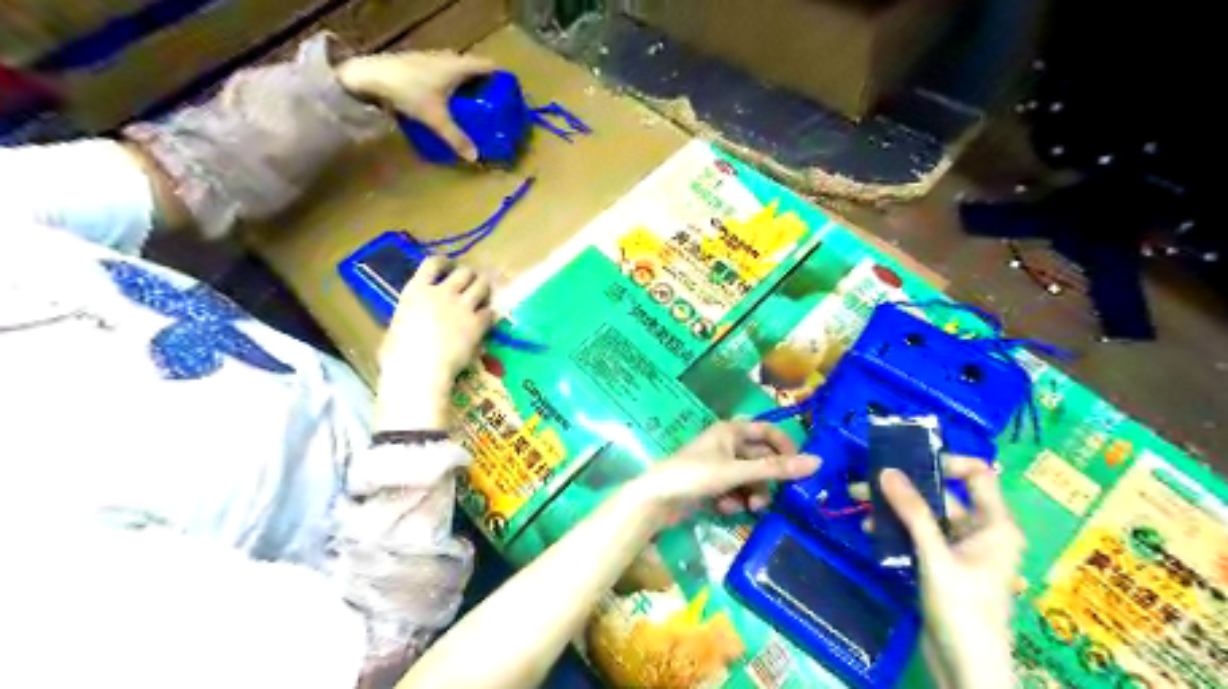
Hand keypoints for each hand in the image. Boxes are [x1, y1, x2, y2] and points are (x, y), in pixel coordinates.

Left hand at [337, 51, 495, 161]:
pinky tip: (447, 102)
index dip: (502, 78)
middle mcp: (448, 58)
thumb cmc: (409, 92)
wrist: (369, 75)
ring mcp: (432, 59)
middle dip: (485, 86)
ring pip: (457, 71)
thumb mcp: (436, 119)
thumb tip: (475, 158)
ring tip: (473, 106)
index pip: (489, 66)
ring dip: (467, 86)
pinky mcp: (418, 65)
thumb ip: (457, 138)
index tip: (510, 92)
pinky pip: (444, 74)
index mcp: (459, 66)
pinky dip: (451, 86)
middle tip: (493, 105)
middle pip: (474, 69)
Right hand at [374, 259, 491, 429]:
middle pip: (464, 272)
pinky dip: (490, 314)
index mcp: (416, 291)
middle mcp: (441, 293)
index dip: (444, 262)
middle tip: (473, 281)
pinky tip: (488, 319)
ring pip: (481, 286)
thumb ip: (410, 315)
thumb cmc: (398, 353)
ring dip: (485, 288)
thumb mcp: (397, 325)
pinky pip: (489, 312)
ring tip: (486, 294)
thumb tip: (412, 319)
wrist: (419, 369)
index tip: (449, 265)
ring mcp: (462, 307)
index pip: (432, 263)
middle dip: (470, 275)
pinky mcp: (477, 323)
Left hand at [633, 420, 813, 516]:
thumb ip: (776, 469)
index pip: (768, 431)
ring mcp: (719, 465)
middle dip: (767, 480)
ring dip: (752, 494)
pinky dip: (734, 501)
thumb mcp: (737, 472)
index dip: (786, 448)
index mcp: (731, 431)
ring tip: (748, 509)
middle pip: (761, 459)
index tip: (800, 469)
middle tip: (773, 498)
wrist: (656, 499)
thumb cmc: (694, 476)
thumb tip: (818, 462)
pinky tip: (724, 509)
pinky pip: (735, 490)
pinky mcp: (712, 485)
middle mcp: (727, 444)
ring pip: (750, 478)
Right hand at [883, 456, 1029, 686]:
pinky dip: (896, 531)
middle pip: (942, 495)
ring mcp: (959, 549)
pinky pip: (918, 536)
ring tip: (859, 505)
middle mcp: (980, 531)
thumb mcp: (936, 557)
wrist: (966, 669)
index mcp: (995, 525)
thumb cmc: (963, 609)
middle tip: (866, 481)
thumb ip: (913, 512)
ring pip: (924, 516)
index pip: (978, 475)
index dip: (947, 463)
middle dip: (903, 488)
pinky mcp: (941, 565)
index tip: (909, 462)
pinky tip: (871, 532)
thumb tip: (886, 470)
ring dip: (894, 510)